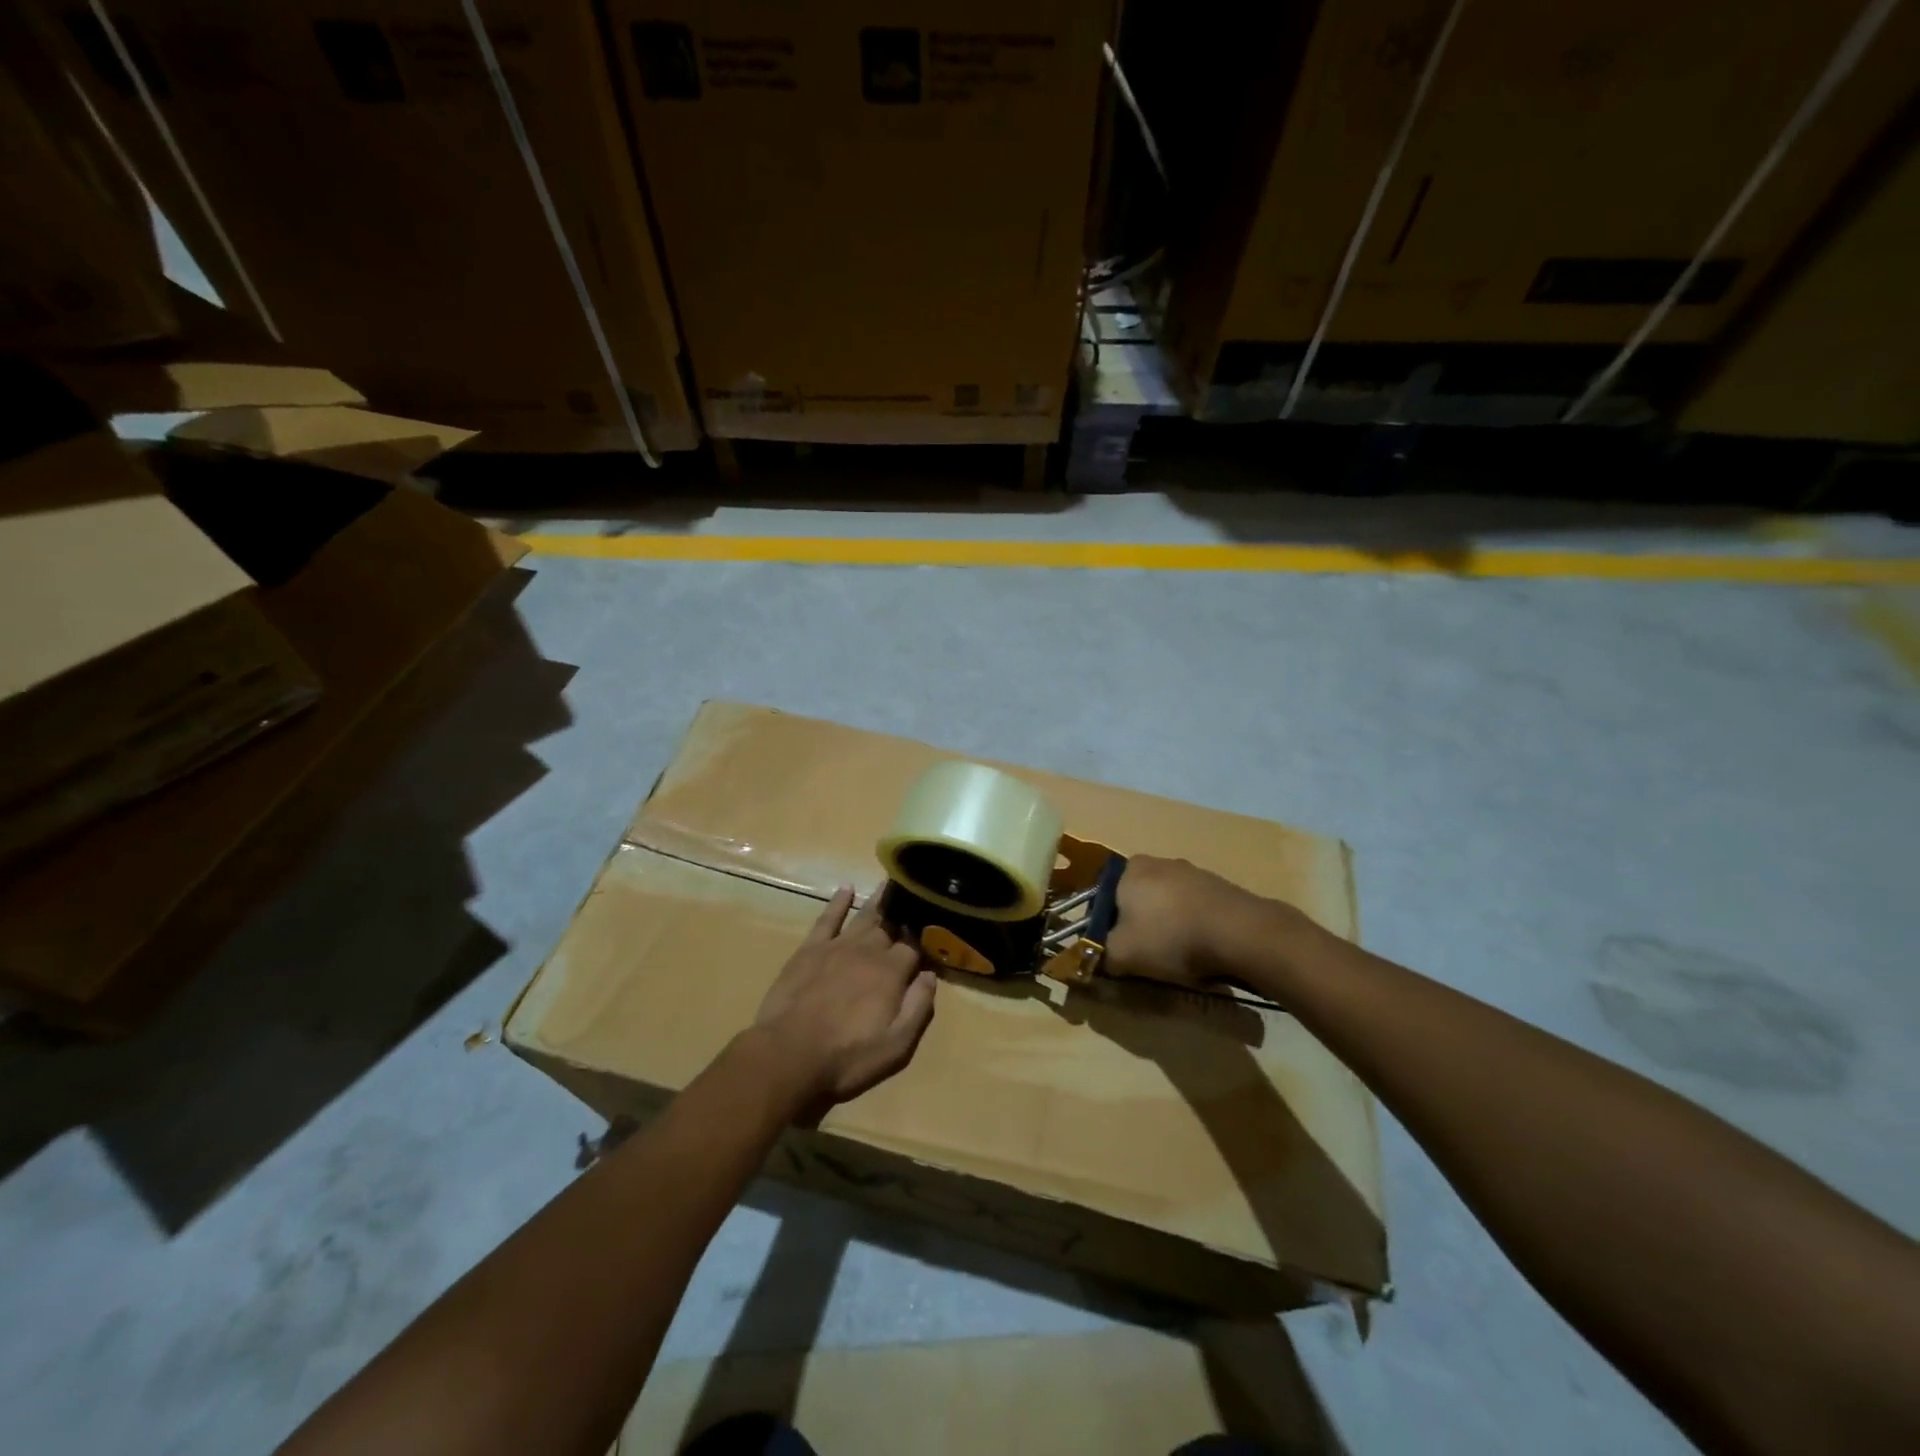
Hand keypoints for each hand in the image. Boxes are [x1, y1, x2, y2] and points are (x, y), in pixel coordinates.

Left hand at [752, 885, 936, 1110]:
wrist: (789, 1055)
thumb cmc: (847, 1057)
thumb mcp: (896, 1045)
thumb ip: (918, 1007)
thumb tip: (931, 975)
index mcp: (891, 973)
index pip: (914, 947)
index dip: (925, 939)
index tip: (933, 929)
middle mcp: (868, 951)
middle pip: (891, 926)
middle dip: (905, 912)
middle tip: (915, 894)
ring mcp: (837, 947)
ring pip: (864, 916)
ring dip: (879, 899)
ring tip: (891, 883)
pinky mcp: (810, 949)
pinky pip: (827, 919)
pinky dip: (838, 902)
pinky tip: (846, 888)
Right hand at [1104, 855, 1292, 990]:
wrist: (1240, 933)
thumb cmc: (1170, 937)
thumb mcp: (1122, 954)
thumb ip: (1098, 955)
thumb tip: (1090, 959)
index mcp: (1129, 869)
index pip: (1103, 897)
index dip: (1105, 926)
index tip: (1115, 950)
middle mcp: (1158, 862)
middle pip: (1136, 899)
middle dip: (1137, 926)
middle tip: (1143, 957)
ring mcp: (1192, 871)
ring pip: (1166, 904)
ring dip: (1166, 927)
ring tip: (1176, 957)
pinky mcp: (1219, 886)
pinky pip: (1194, 909)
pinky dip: (1192, 927)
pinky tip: (1201, 949)